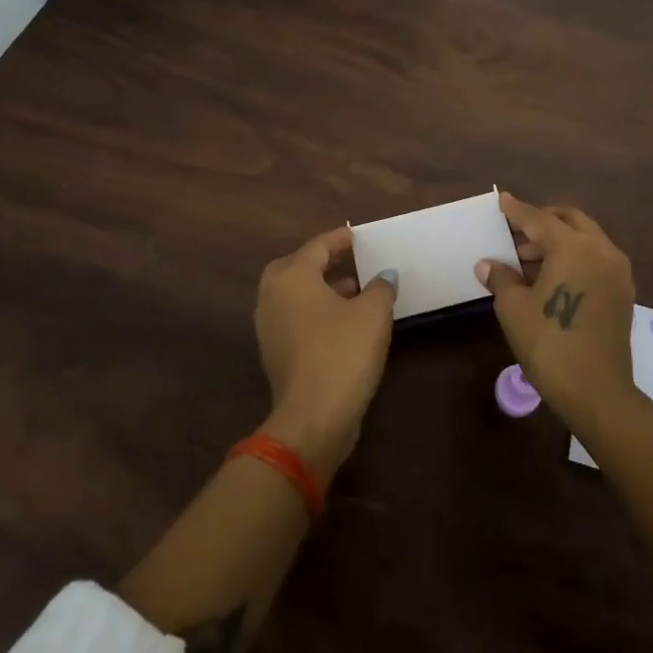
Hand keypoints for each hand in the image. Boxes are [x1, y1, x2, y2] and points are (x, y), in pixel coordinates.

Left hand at [255, 226, 397, 478]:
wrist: (312, 418)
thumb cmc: (343, 352)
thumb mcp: (373, 314)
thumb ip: (380, 288)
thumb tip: (384, 276)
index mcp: (293, 277)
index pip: (317, 246)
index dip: (339, 239)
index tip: (354, 235)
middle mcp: (273, 296)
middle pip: (294, 267)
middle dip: (320, 262)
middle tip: (345, 261)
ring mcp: (268, 328)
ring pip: (293, 295)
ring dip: (319, 289)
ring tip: (353, 292)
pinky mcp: (274, 354)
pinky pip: (294, 319)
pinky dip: (313, 312)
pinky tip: (342, 323)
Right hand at [476, 193, 636, 437]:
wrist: (597, 393)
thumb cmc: (550, 344)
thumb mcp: (514, 308)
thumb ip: (501, 277)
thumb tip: (488, 264)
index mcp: (574, 247)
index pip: (539, 220)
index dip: (517, 211)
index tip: (502, 200)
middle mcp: (601, 250)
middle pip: (569, 221)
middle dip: (542, 222)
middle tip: (516, 234)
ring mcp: (617, 272)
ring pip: (586, 239)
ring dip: (559, 241)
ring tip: (528, 260)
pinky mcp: (623, 293)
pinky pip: (595, 260)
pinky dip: (574, 257)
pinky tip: (552, 278)